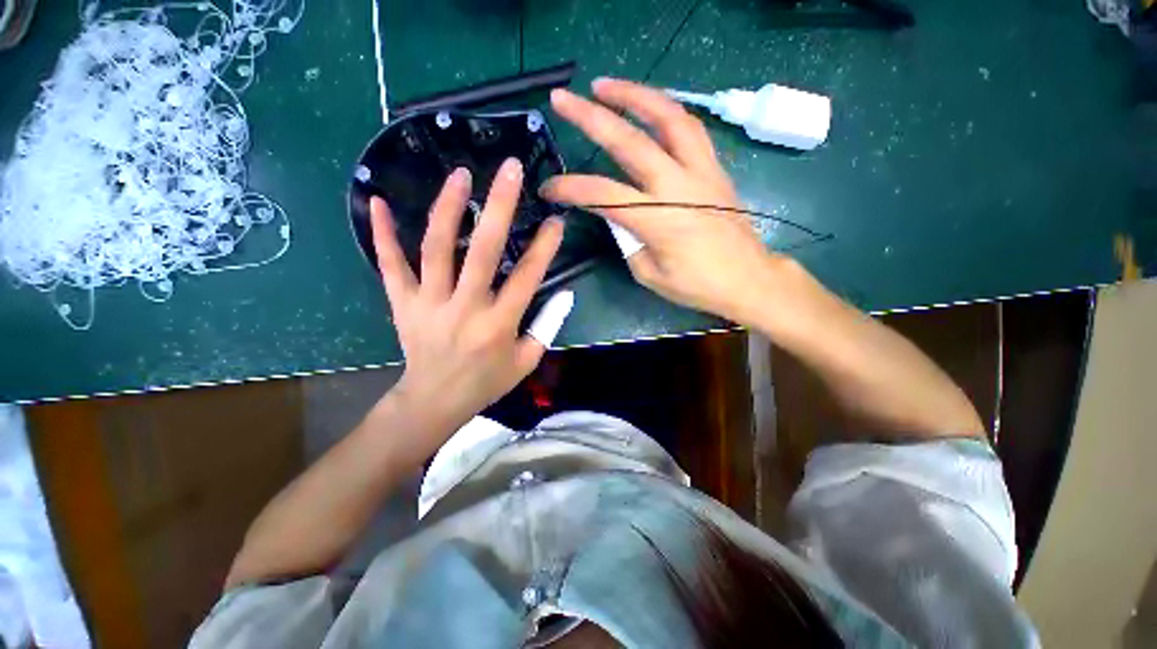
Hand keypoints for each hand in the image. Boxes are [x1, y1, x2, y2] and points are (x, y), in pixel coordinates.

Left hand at [370, 159, 567, 434]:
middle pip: (482, 252)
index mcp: (498, 326)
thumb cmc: (486, 382)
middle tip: (509, 170)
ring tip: (460, 174)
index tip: (555, 220)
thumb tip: (565, 294)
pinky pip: (390, 265)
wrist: (434, 400)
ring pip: (436, 248)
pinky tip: (377, 201)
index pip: (527, 277)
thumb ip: (547, 326)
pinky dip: (382, 233)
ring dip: (448, 208)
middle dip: (499, 207)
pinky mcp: (402, 303)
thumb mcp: (526, 361)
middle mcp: (465, 309)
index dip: (544, 247)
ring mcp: (428, 303)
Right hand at [541, 78, 786, 325]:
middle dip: (591, 116)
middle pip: (630, 141)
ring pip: (668, 117)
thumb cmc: (697, 285)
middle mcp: (678, 186)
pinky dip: (665, 111)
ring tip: (607, 86)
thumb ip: (628, 240)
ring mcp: (701, 171)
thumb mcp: (649, 273)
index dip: (571, 187)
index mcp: (658, 220)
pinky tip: (648, 109)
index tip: (549, 187)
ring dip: (634, 95)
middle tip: (564, 98)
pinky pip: (689, 129)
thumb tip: (616, 215)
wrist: (748, 278)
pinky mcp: (715, 167)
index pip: (603, 194)